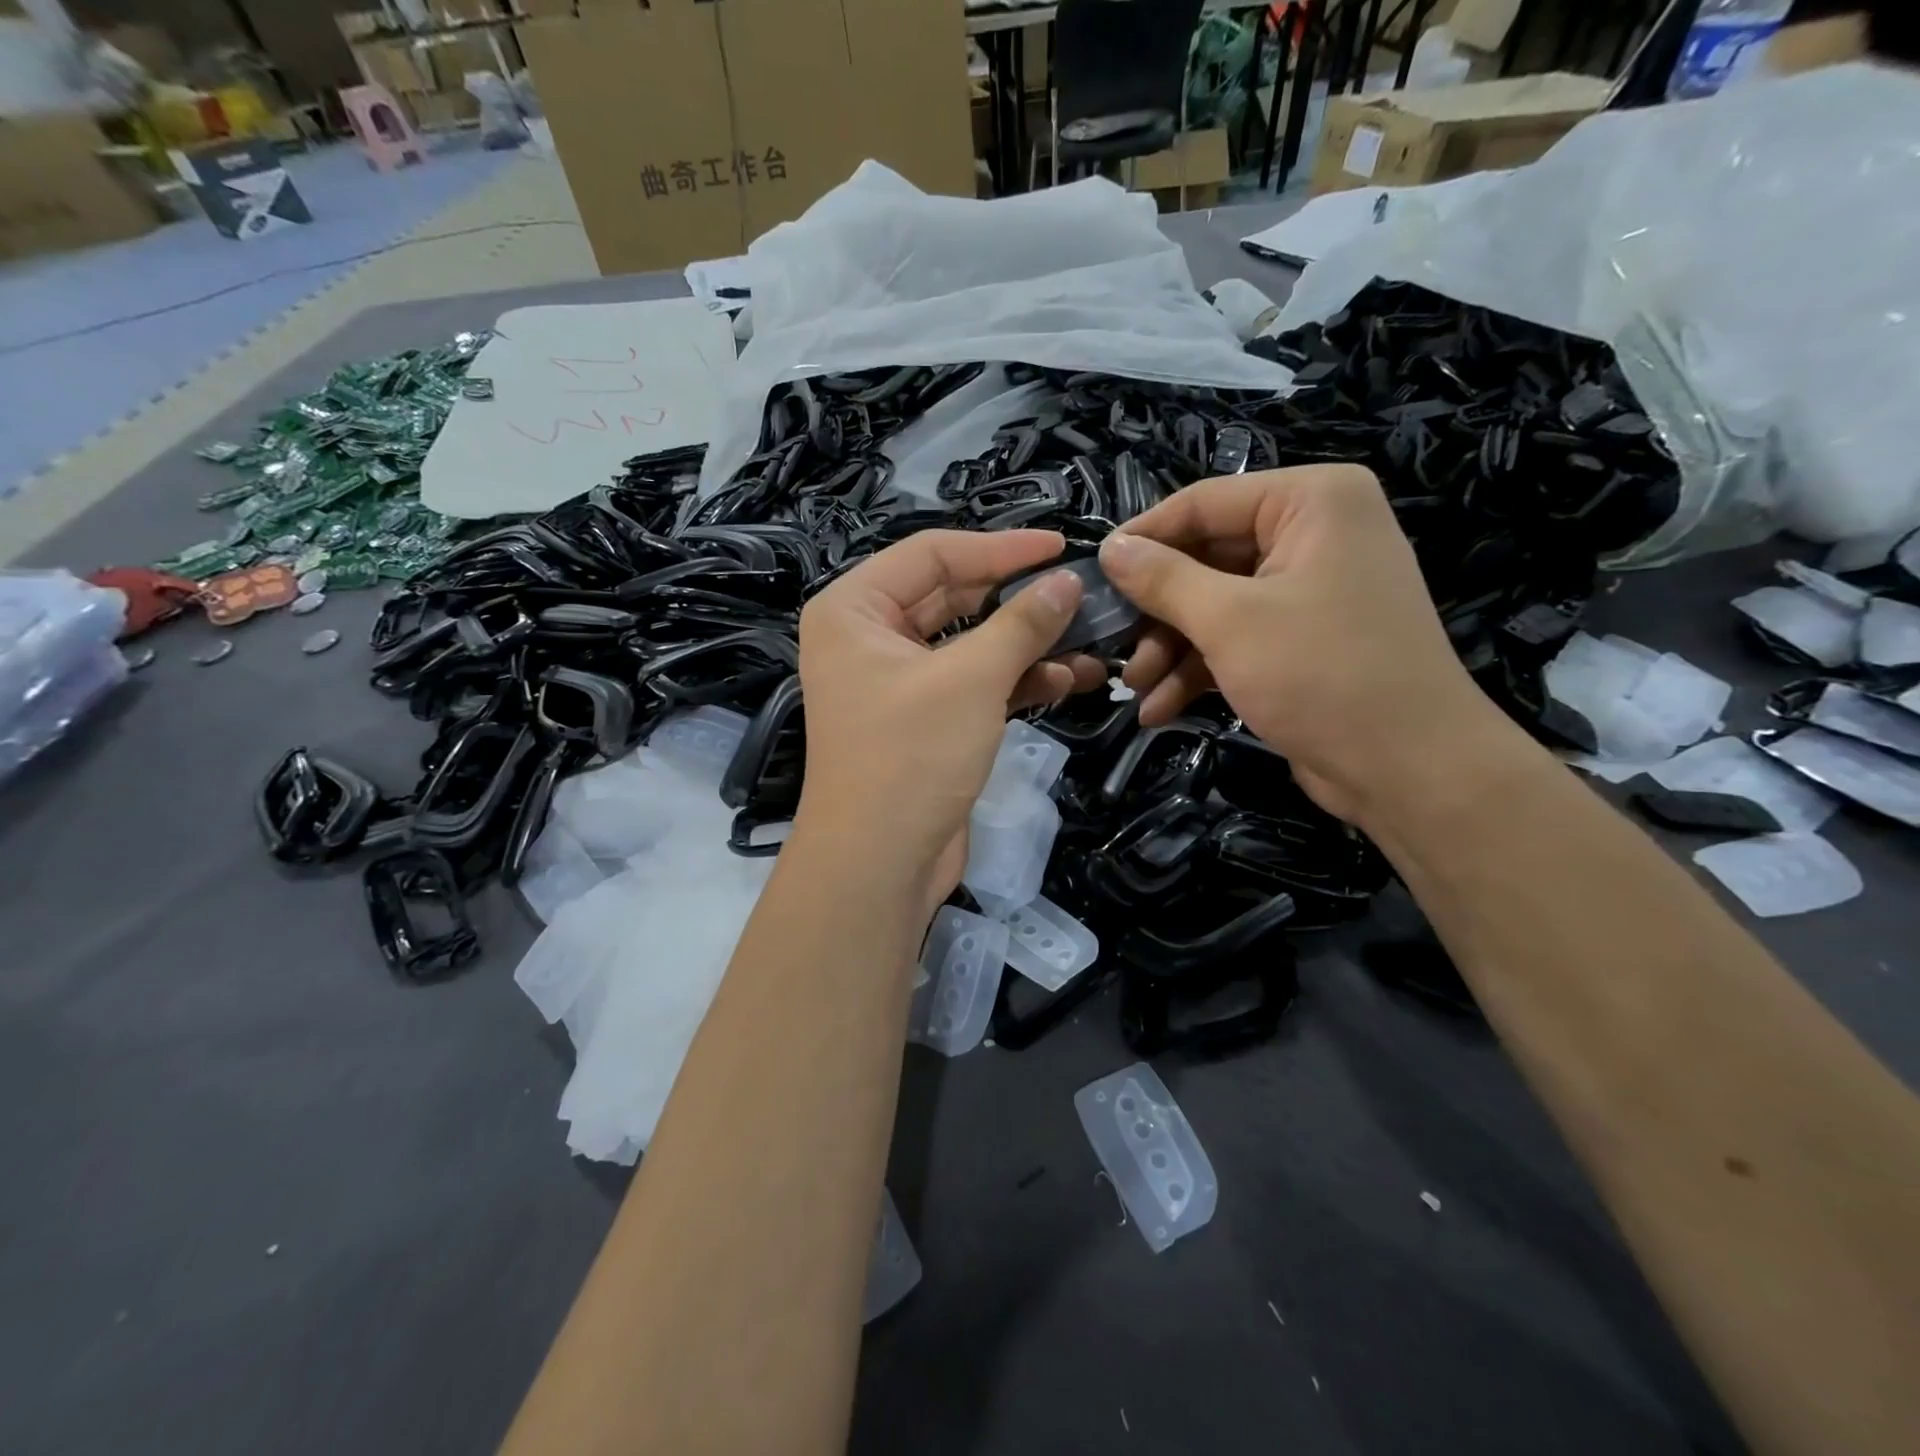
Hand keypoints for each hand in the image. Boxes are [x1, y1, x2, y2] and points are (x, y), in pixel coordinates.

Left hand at [795, 530, 1104, 900]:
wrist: (879, 865)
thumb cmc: (912, 757)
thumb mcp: (971, 680)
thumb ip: (1022, 623)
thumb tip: (1068, 582)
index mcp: (854, 609)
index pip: (933, 553)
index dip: (1001, 548)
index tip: (1061, 545)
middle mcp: (869, 637)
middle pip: (954, 597)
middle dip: (1020, 599)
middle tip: (1083, 594)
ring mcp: (898, 682)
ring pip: (971, 644)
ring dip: (1028, 644)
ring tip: (1093, 640)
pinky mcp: (926, 720)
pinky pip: (975, 684)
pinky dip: (1018, 680)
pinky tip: (1070, 678)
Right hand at [1098, 465, 1507, 827]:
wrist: (1408, 768)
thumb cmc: (1321, 674)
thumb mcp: (1229, 621)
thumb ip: (1163, 579)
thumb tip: (1110, 547)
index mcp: (1311, 502)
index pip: (1203, 503)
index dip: (1142, 539)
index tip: (1092, 577)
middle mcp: (1313, 534)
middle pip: (1205, 558)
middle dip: (1156, 613)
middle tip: (1113, 646)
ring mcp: (1309, 590)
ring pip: (1214, 605)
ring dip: (1170, 650)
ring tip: (1136, 690)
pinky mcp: (1302, 639)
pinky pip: (1236, 638)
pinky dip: (1199, 670)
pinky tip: (1159, 710)